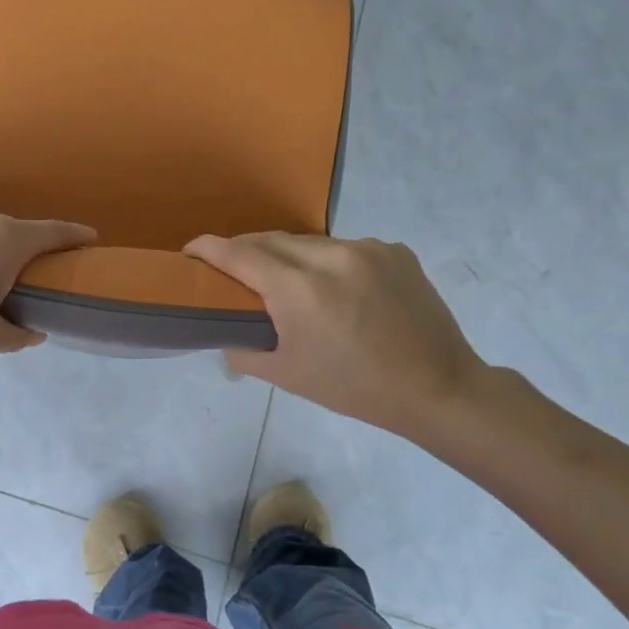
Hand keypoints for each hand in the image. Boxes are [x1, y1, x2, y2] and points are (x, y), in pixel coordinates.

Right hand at [185, 232, 486, 438]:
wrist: (438, 388)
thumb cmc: (355, 388)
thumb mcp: (288, 375)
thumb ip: (244, 350)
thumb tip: (226, 335)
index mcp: (299, 289)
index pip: (239, 253)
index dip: (208, 248)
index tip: (190, 250)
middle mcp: (330, 256)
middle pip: (271, 240)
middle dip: (245, 250)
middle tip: (232, 270)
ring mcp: (367, 248)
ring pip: (309, 242)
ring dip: (288, 256)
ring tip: (288, 283)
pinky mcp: (394, 250)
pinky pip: (345, 248)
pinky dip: (328, 262)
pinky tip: (337, 289)